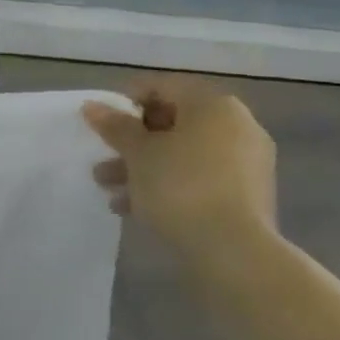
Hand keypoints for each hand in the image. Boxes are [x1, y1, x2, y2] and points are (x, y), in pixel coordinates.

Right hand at [82, 81, 278, 267]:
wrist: (234, 253)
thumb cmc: (180, 186)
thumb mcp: (138, 152)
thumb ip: (115, 126)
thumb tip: (93, 106)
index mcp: (213, 106)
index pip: (162, 86)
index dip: (127, 100)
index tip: (102, 123)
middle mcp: (236, 127)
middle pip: (173, 122)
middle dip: (132, 141)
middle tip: (104, 157)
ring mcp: (246, 163)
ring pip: (183, 154)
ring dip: (144, 166)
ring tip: (110, 187)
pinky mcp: (246, 196)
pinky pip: (198, 178)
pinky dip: (168, 185)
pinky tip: (135, 207)